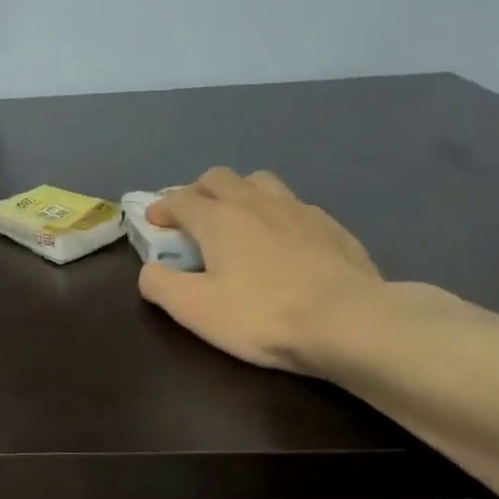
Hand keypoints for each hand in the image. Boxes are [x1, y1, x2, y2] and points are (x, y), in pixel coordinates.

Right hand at [138, 168, 382, 371]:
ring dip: (239, 193)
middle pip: (218, 177)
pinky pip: (293, 205)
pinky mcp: (330, 226)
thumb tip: (149, 270)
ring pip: (260, 182)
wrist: (349, 321)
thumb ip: (159, 284)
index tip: (154, 223)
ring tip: (237, 220)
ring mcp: (298, 209)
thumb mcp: (194, 309)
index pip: (180, 199)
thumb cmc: (262, 314)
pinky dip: (275, 214)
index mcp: (218, 218)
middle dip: (197, 191)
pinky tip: (282, 240)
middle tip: (191, 217)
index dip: (161, 208)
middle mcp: (255, 202)